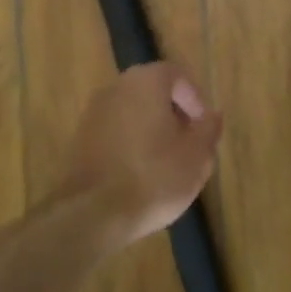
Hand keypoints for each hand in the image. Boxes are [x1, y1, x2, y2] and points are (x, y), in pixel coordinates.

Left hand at [61, 63, 223, 250]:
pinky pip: (114, 135)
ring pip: (132, 115)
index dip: (195, 100)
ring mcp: (92, 116)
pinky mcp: (78, 143)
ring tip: (167, 165)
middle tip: (189, 144)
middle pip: (153, 94)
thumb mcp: (197, 154)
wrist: (92, 215)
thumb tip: (212, 116)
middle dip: (173, 116)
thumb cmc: (155, 176)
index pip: (178, 76)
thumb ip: (208, 129)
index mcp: (146, 82)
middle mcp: (115, 89)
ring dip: (151, 132)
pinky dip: (130, 147)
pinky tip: (140, 177)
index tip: (202, 127)